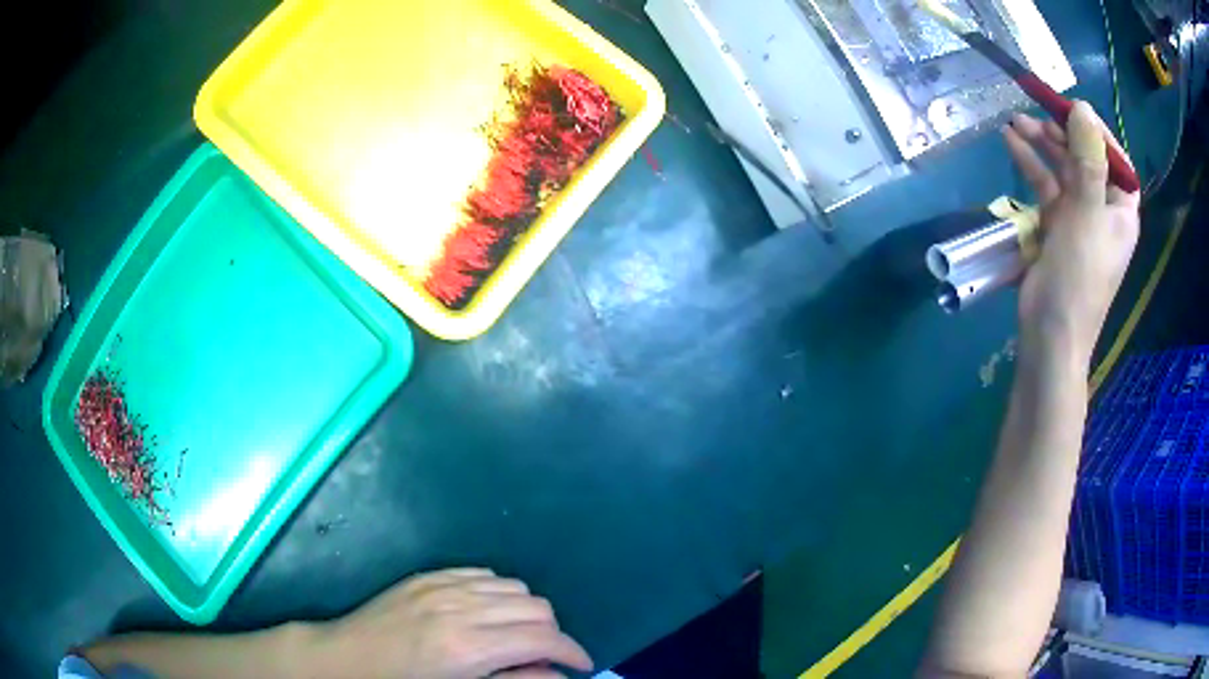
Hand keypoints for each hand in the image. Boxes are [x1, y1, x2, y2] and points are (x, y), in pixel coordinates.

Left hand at [311, 568, 592, 678]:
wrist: (346, 658)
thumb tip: (557, 675)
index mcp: (469, 648)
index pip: (543, 639)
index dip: (573, 652)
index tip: (582, 664)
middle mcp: (461, 609)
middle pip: (537, 608)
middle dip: (552, 634)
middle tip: (544, 656)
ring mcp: (443, 586)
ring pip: (514, 586)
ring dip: (527, 612)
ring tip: (517, 635)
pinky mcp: (428, 575)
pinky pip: (483, 574)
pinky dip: (499, 593)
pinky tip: (487, 613)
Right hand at [1002, 101, 1139, 362]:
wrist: (1051, 335)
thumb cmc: (1077, 277)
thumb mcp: (1085, 215)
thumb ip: (1087, 161)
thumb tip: (1082, 107)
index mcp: (1121, 209)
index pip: (1114, 156)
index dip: (1093, 129)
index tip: (1068, 107)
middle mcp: (1103, 209)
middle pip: (1085, 158)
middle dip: (1060, 133)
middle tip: (1034, 113)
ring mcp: (1079, 218)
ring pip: (1062, 169)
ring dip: (1041, 144)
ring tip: (1016, 123)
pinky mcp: (1057, 227)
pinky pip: (1046, 187)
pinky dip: (1031, 165)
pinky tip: (1013, 144)